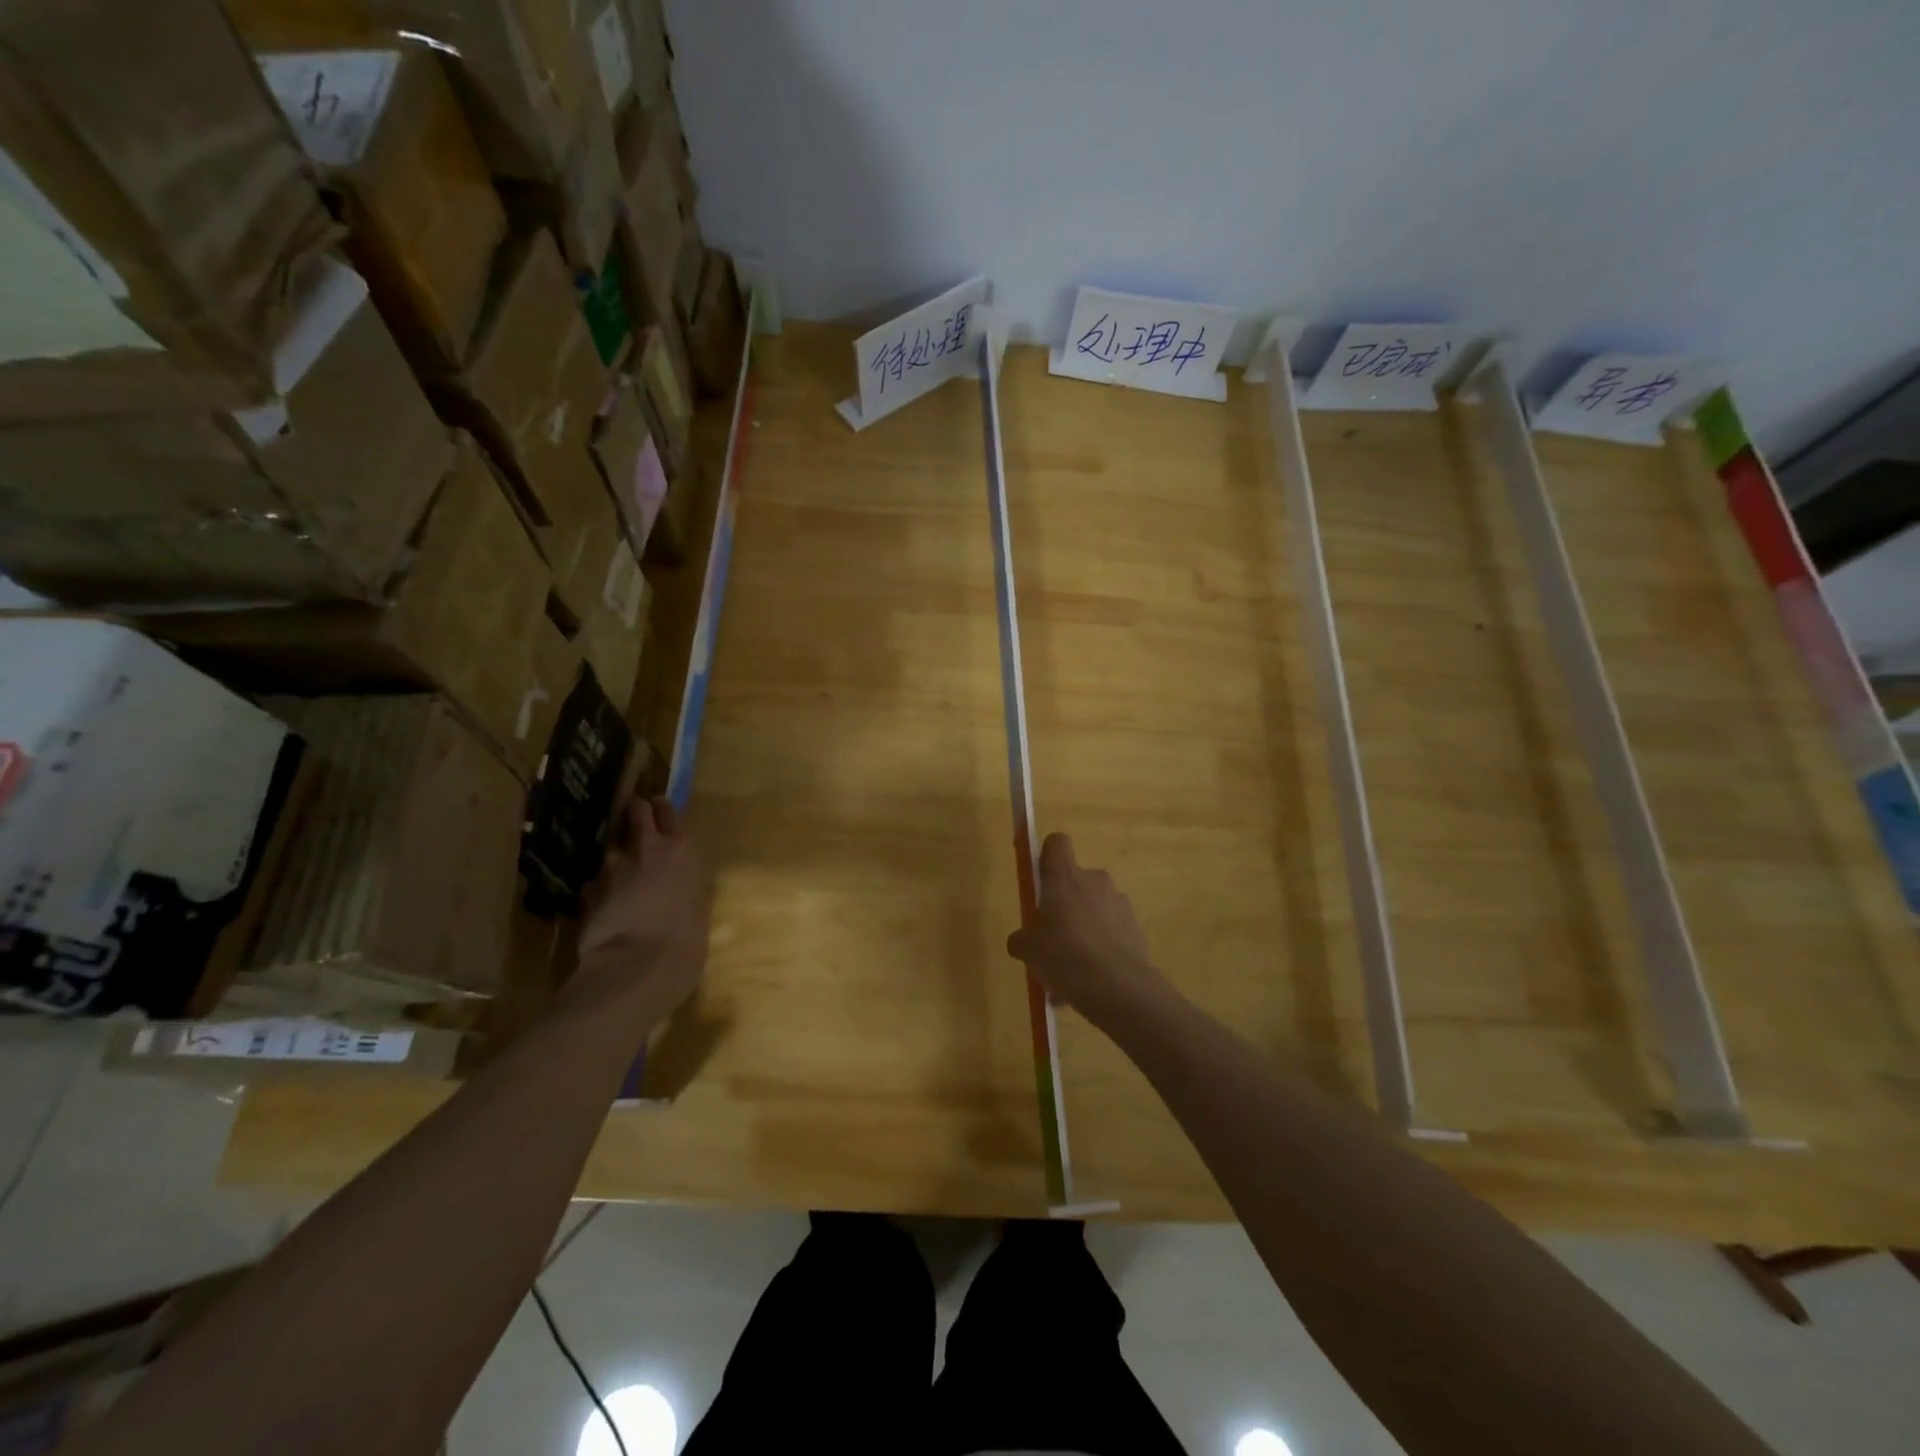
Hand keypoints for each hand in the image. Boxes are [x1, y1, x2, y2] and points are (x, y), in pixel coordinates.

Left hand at [573, 796, 709, 1025]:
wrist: (637, 968)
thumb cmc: (685, 941)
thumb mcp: (697, 908)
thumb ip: (684, 887)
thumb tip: (676, 887)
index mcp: (682, 852)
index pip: (669, 813)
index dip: (661, 808)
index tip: (657, 806)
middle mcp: (647, 851)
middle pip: (636, 814)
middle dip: (633, 814)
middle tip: (634, 819)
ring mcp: (612, 870)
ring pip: (611, 854)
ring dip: (615, 863)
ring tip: (618, 881)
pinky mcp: (588, 894)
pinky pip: (594, 886)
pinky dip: (599, 892)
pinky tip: (602, 908)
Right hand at [1006, 833, 1167, 1029]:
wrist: (1118, 987)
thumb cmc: (1064, 955)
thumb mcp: (1028, 950)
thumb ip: (1022, 939)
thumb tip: (1021, 940)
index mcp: (1065, 877)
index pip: (1057, 843)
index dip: (1047, 856)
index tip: (1041, 881)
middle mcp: (1095, 881)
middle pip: (1076, 882)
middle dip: (1065, 906)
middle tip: (1052, 938)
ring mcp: (1120, 904)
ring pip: (1095, 910)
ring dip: (1084, 930)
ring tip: (1072, 971)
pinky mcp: (1136, 929)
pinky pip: (1112, 934)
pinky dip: (1102, 950)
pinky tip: (1090, 982)